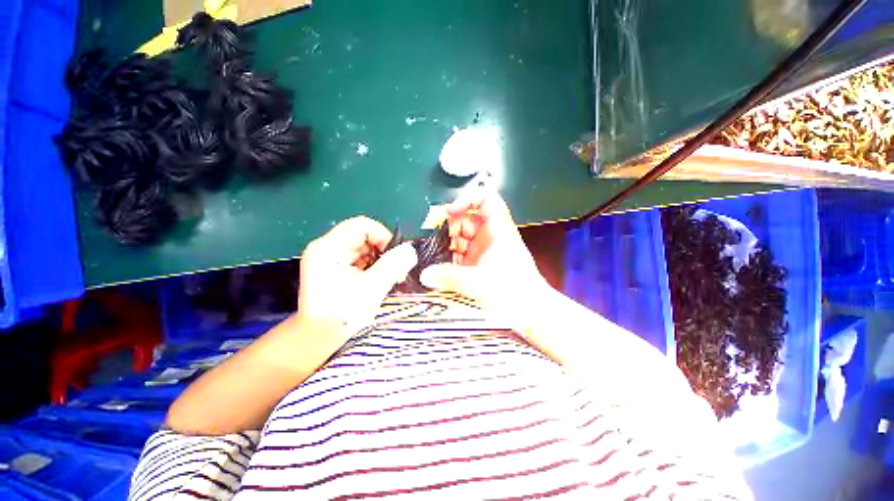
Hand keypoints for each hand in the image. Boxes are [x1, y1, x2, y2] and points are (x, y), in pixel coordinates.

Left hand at [297, 216, 416, 337]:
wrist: (318, 339)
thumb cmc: (341, 316)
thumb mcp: (371, 289)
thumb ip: (392, 266)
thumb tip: (410, 249)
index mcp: (328, 248)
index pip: (361, 225)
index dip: (383, 236)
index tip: (395, 256)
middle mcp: (326, 248)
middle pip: (363, 235)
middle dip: (383, 250)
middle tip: (394, 271)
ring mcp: (330, 258)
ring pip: (365, 247)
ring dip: (380, 260)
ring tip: (386, 278)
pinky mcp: (336, 267)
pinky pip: (361, 258)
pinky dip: (373, 266)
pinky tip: (376, 281)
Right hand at [420, 189, 547, 313]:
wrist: (529, 310)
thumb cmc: (515, 291)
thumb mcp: (480, 281)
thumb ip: (450, 277)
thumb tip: (425, 274)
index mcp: (497, 229)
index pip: (485, 199)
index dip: (466, 199)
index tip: (449, 212)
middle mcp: (490, 236)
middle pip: (465, 219)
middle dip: (447, 226)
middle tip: (430, 237)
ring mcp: (483, 251)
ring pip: (460, 238)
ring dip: (445, 244)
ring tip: (430, 253)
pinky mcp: (478, 265)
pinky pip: (459, 255)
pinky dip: (449, 259)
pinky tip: (438, 266)